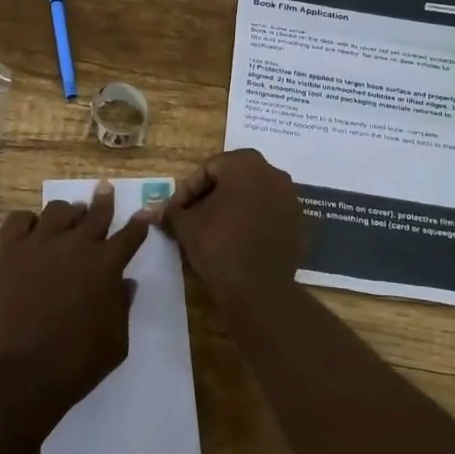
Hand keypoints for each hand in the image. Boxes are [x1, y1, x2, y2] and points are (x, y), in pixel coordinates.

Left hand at [0, 181, 147, 409]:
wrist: (19, 374)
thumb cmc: (76, 363)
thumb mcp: (116, 341)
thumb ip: (122, 306)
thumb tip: (126, 283)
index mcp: (107, 265)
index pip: (130, 234)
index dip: (140, 223)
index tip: (146, 212)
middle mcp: (76, 245)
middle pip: (95, 212)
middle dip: (104, 200)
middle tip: (105, 189)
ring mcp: (40, 244)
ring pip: (58, 209)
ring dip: (68, 212)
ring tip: (67, 218)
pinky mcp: (9, 251)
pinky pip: (19, 219)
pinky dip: (28, 221)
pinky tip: (30, 231)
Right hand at [157, 149, 304, 309]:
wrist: (259, 290)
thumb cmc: (219, 245)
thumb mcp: (186, 225)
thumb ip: (172, 212)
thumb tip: (156, 210)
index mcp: (246, 163)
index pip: (209, 169)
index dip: (188, 191)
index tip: (176, 212)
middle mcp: (273, 173)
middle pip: (233, 179)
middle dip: (210, 197)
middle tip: (191, 219)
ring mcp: (290, 199)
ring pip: (252, 197)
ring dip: (231, 209)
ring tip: (211, 232)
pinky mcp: (298, 224)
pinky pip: (268, 216)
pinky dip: (251, 223)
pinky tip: (235, 242)